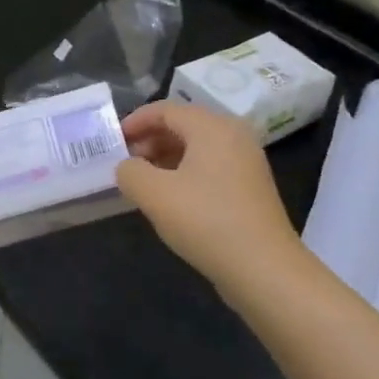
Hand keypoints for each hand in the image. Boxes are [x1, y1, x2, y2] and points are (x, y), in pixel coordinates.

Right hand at [115, 101, 304, 293]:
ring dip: (165, 158)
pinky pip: (210, 167)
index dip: (135, 122)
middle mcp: (234, 135)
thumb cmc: (206, 221)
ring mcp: (246, 162)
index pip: (165, 110)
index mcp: (212, 127)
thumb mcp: (154, 194)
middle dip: (150, 140)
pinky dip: (185, 173)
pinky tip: (170, 198)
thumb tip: (127, 167)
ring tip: (143, 182)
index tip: (114, 143)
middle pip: (183, 125)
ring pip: (197, 148)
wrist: (264, 269)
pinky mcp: (250, 187)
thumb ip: (130, 172)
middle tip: (125, 164)